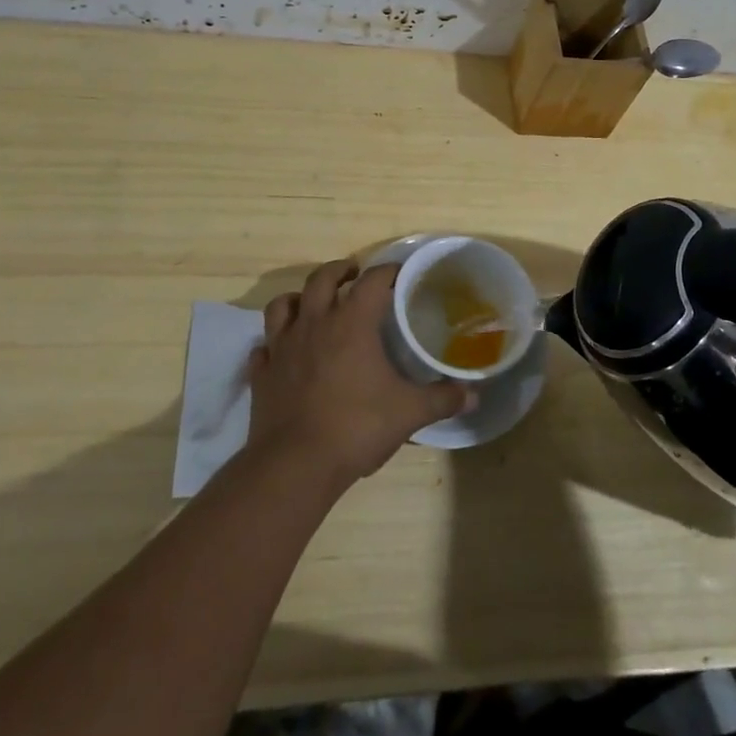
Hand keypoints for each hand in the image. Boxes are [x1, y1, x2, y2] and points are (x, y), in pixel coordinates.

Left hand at [247, 259, 472, 485]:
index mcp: (351, 323)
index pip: (372, 280)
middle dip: (339, 271)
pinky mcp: (262, 373)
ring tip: (312, 305)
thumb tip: (473, 395)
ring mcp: (282, 347)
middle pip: (322, 279)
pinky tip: (283, 353)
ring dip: (299, 298)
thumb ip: (442, 399)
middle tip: (352, 274)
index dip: (387, 271)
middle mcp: (314, 324)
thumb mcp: (409, 413)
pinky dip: (274, 343)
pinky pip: (264, 347)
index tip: (399, 272)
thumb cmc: (356, 427)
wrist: (295, 464)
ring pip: (283, 305)